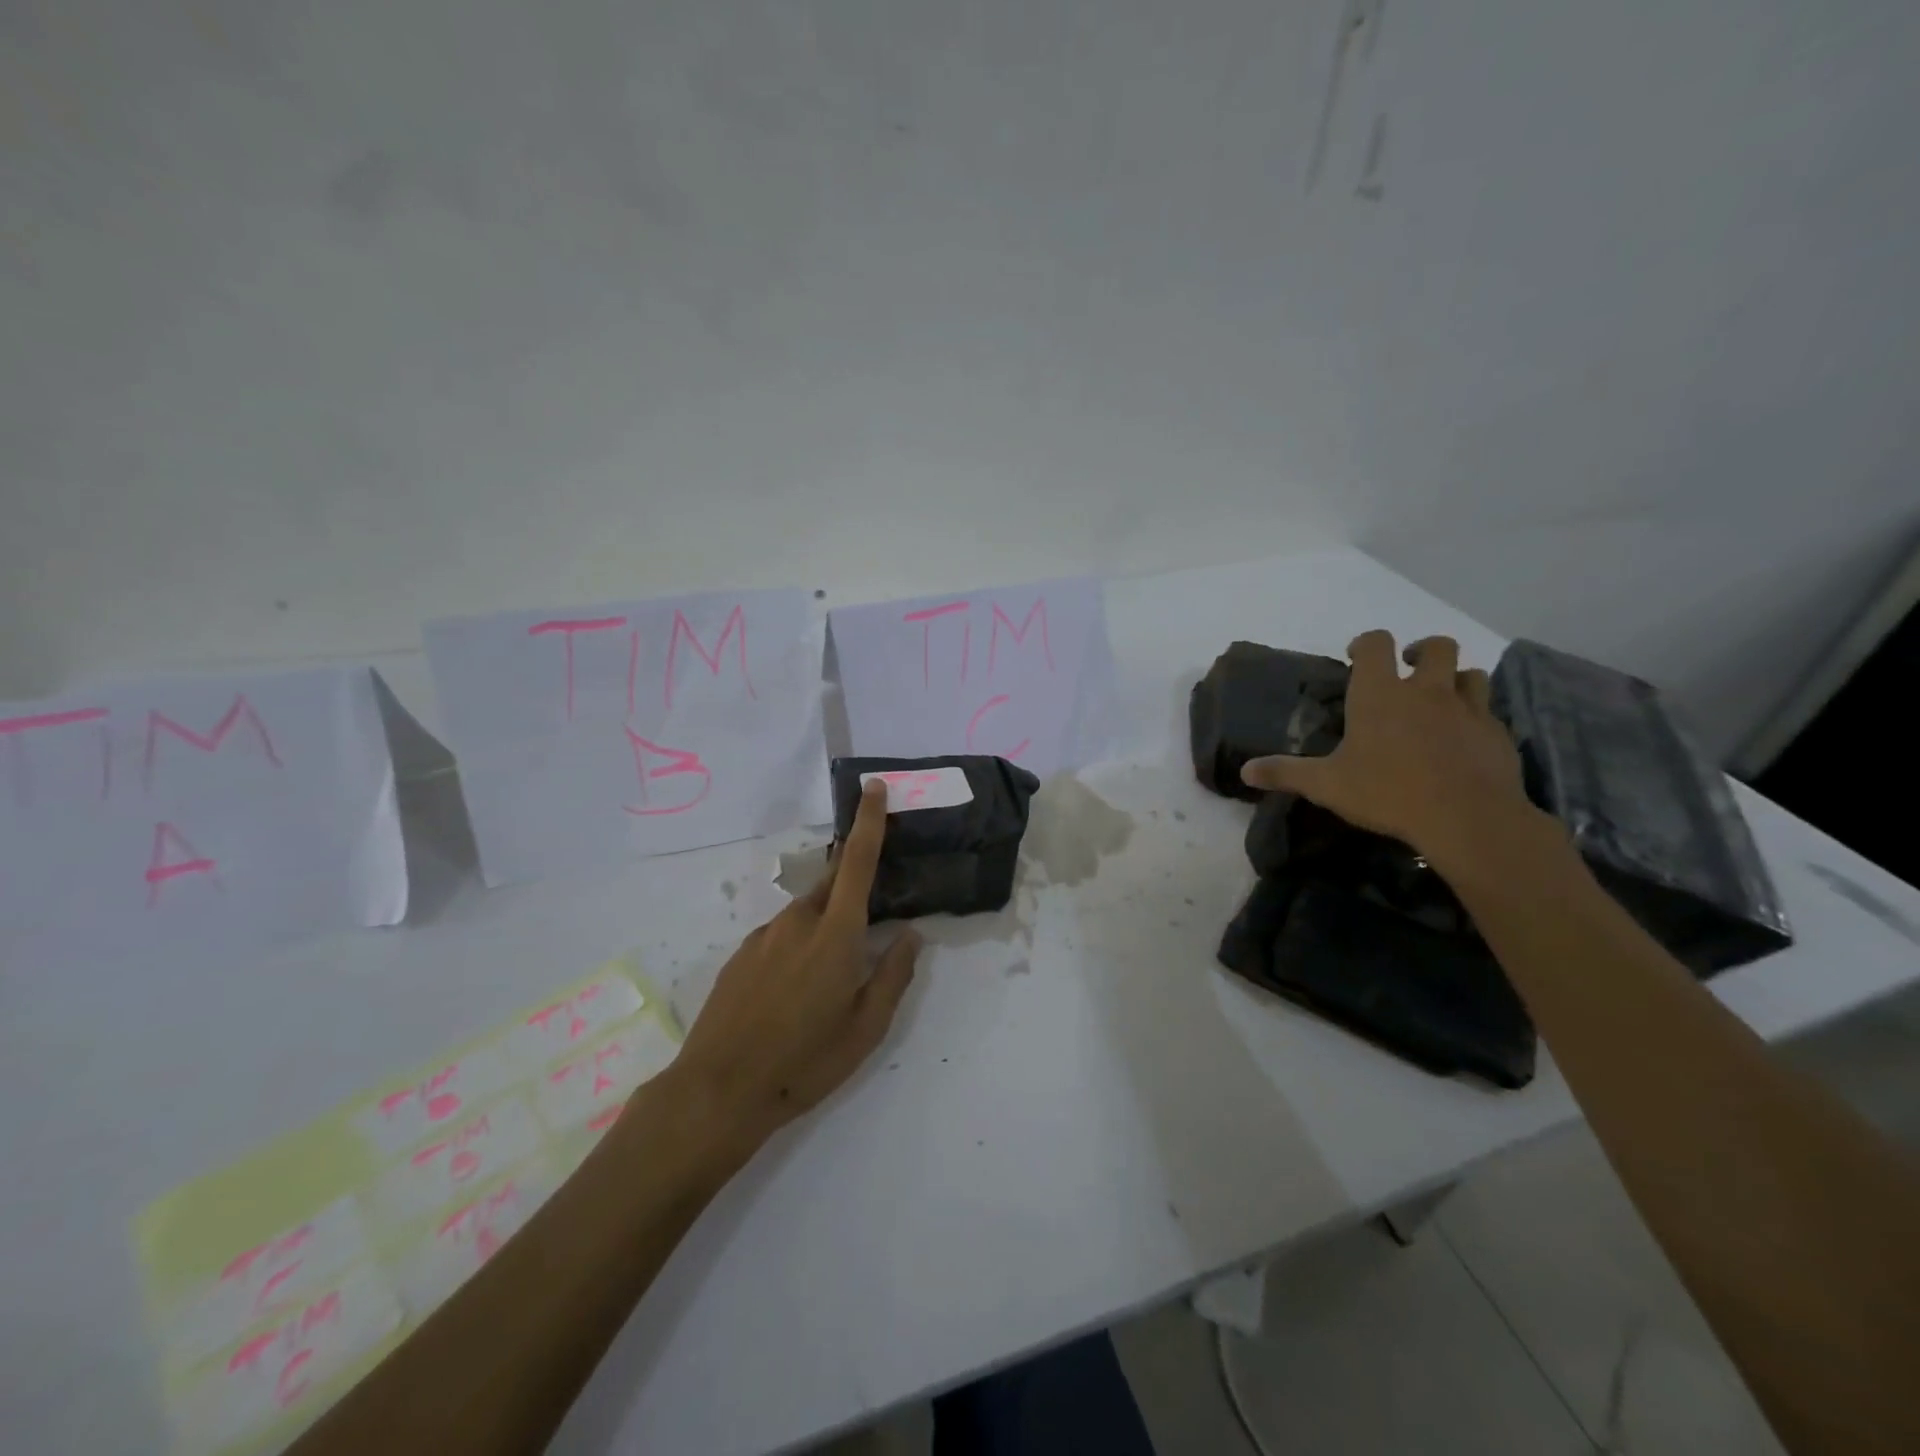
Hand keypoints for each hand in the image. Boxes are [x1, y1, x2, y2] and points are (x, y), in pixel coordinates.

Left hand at [671, 780, 920, 1155]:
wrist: (718, 1091)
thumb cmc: (804, 1063)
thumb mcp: (866, 1029)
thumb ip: (893, 976)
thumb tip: (911, 934)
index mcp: (836, 935)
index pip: (858, 863)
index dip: (869, 822)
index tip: (873, 787)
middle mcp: (798, 922)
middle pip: (833, 884)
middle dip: (854, 883)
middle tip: (869, 915)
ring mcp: (764, 936)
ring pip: (807, 913)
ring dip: (826, 925)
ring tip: (828, 977)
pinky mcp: (741, 954)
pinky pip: (781, 935)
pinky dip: (797, 946)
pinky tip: (793, 992)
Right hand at [1240, 631, 1545, 872]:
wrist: (1467, 818)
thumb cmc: (1387, 792)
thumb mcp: (1326, 785)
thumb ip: (1285, 773)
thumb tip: (1245, 770)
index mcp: (1380, 694)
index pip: (1377, 643)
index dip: (1367, 644)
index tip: (1358, 659)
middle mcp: (1426, 690)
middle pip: (1436, 646)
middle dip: (1422, 652)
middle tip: (1409, 673)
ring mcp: (1468, 709)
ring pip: (1470, 674)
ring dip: (1455, 680)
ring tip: (1441, 702)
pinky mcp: (1497, 734)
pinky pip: (1488, 712)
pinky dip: (1476, 717)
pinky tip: (1463, 741)